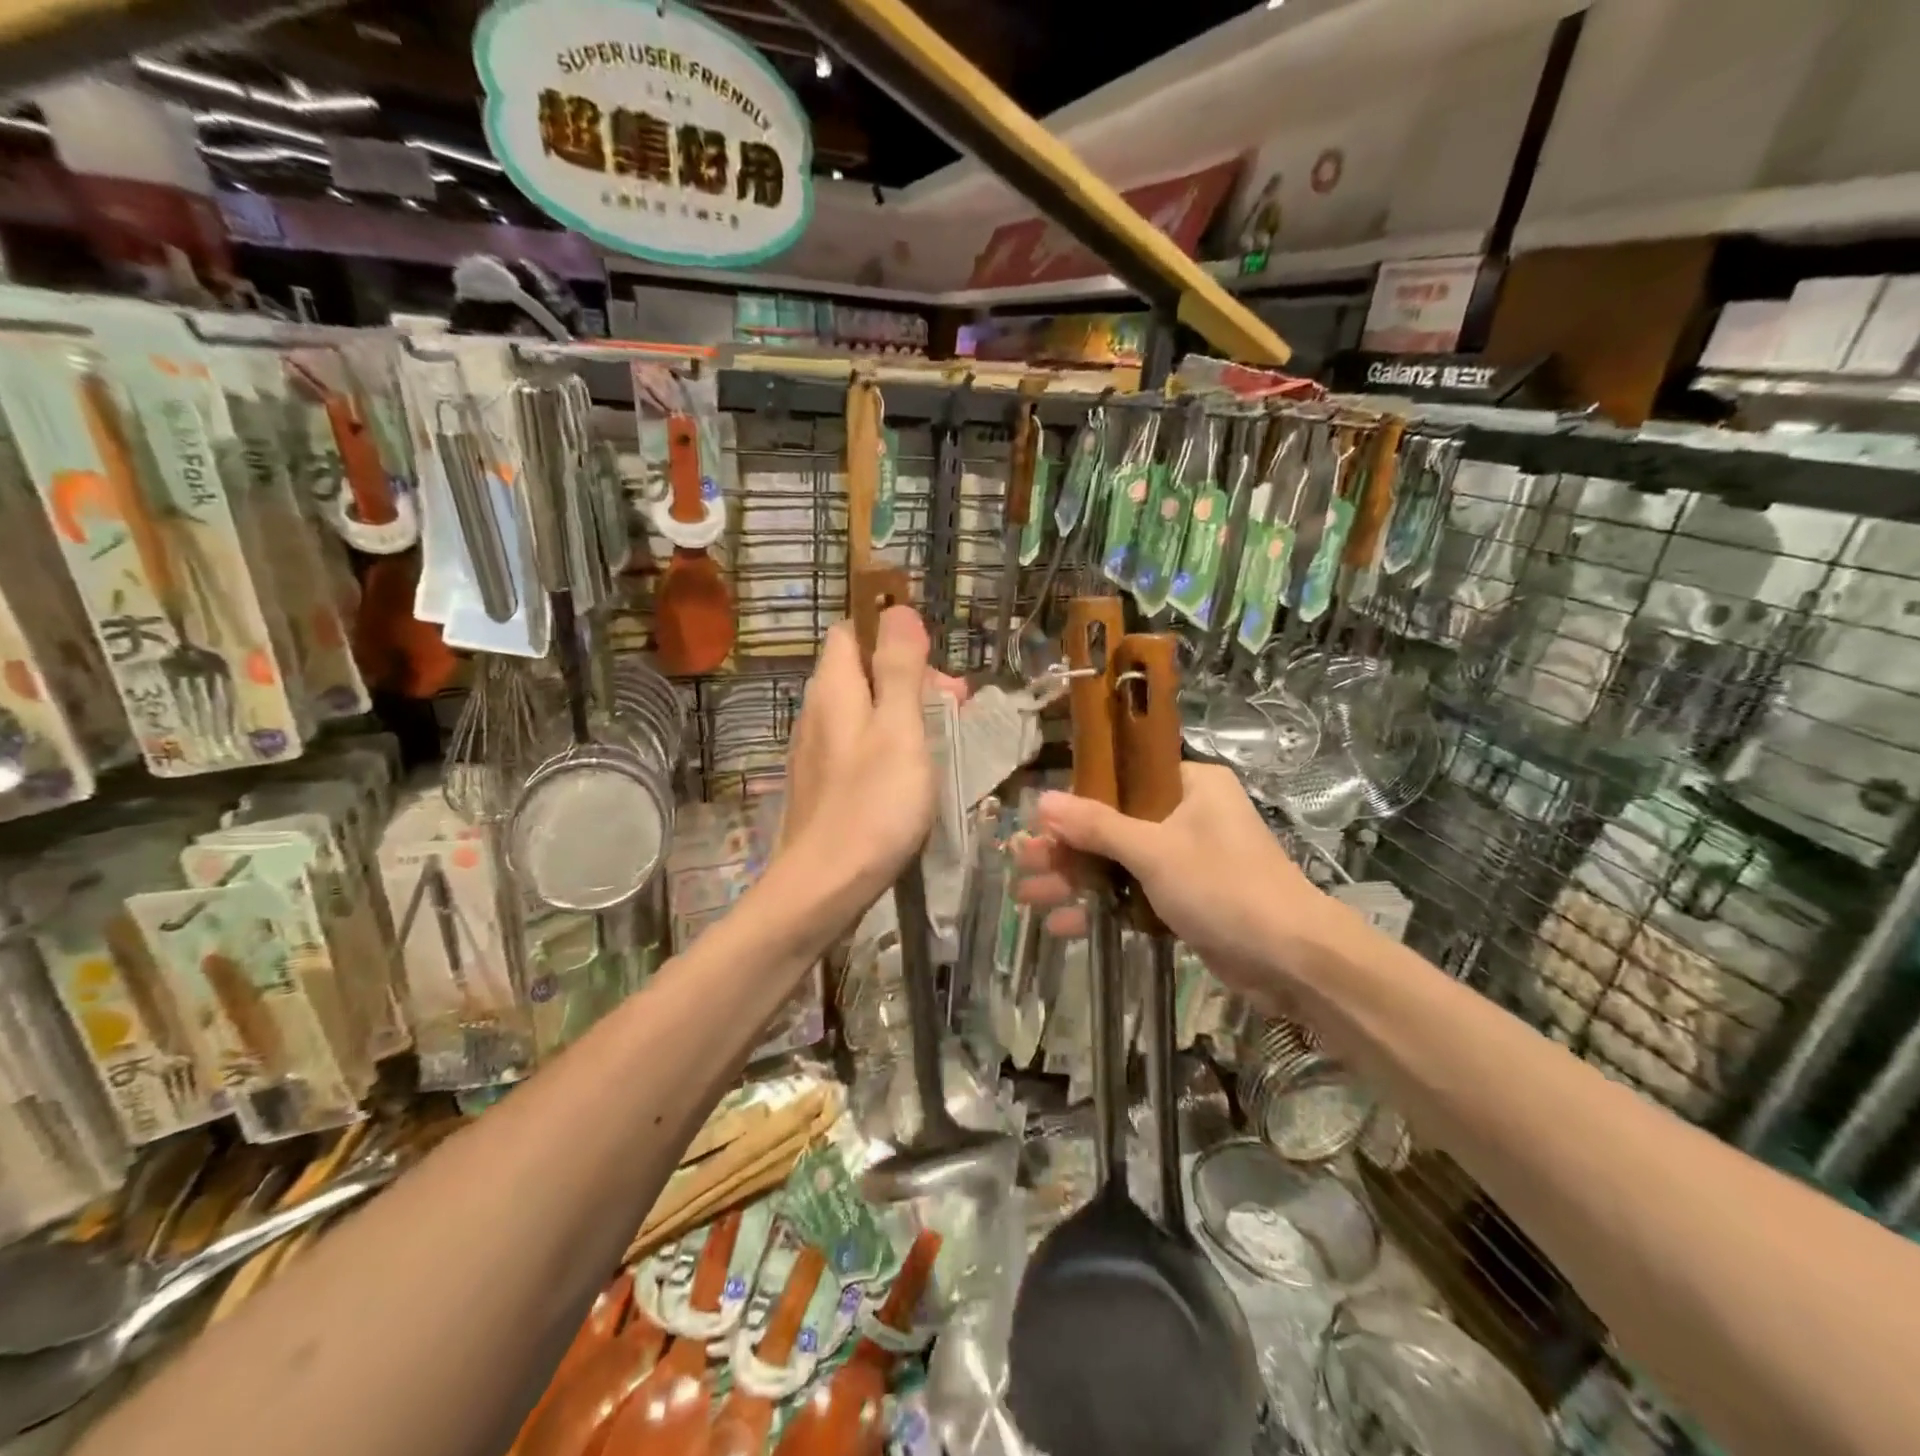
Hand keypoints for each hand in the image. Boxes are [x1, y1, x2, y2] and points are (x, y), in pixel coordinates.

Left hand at [780, 606, 964, 895]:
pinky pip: (858, 745)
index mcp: (833, 688)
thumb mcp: (899, 730)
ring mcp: (816, 751)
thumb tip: (898, 609)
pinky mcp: (822, 784)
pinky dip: (888, 746)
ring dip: (904, 715)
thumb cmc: (872, 805)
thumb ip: (900, 669)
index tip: (934, 665)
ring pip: (863, 711)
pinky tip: (911, 775)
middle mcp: (817, 711)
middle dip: (910, 679)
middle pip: (862, 671)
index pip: (853, 631)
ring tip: (942, 743)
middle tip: (953, 708)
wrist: (823, 888)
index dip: (893, 636)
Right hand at [1013, 762, 1330, 1013]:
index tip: (1038, 820)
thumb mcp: (1155, 851)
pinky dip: (1103, 907)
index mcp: (1190, 785)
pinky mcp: (1187, 900)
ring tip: (1027, 897)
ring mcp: (1187, 860)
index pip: (1121, 780)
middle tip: (1022, 862)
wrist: (1294, 961)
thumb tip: (1041, 800)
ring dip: (1077, 881)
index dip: (1076, 800)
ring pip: (1119, 862)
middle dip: (1066, 849)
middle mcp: (1188, 815)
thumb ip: (1097, 826)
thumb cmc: (1226, 887)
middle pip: (1112, 824)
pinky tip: (1063, 926)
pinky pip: (1134, 894)